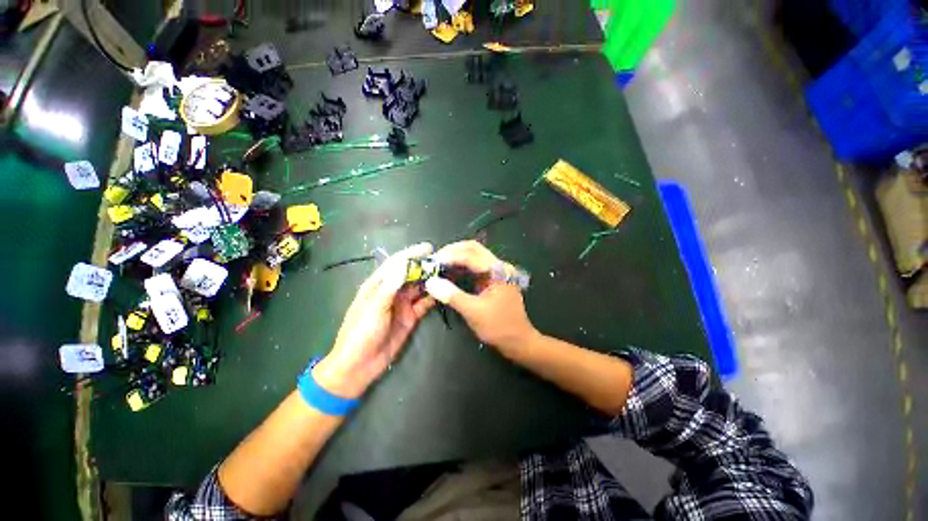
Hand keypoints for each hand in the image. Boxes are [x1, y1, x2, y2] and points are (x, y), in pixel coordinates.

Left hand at [313, 243, 436, 398]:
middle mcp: (391, 291)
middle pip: (410, 274)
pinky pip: (424, 304)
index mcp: (378, 285)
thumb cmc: (360, 333)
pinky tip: (444, 292)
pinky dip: (433, 298)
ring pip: (419, 288)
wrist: (359, 365)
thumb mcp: (373, 308)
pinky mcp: (410, 317)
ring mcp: (402, 305)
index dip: (411, 254)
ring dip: (431, 281)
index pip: (396, 263)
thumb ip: (389, 286)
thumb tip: (403, 264)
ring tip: (448, 274)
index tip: (428, 248)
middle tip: (444, 262)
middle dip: (425, 267)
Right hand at [425, 241, 538, 353]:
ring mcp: (495, 272)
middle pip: (472, 249)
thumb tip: (430, 282)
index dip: (450, 256)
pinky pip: (473, 268)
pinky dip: (459, 268)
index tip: (431, 262)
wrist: (518, 341)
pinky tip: (447, 274)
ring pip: (472, 256)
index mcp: (499, 270)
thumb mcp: (474, 312)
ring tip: (437, 266)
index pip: (471, 254)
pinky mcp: (491, 280)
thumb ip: (452, 295)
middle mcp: (498, 266)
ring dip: (454, 258)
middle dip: (452, 252)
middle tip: (433, 261)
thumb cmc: (499, 327)